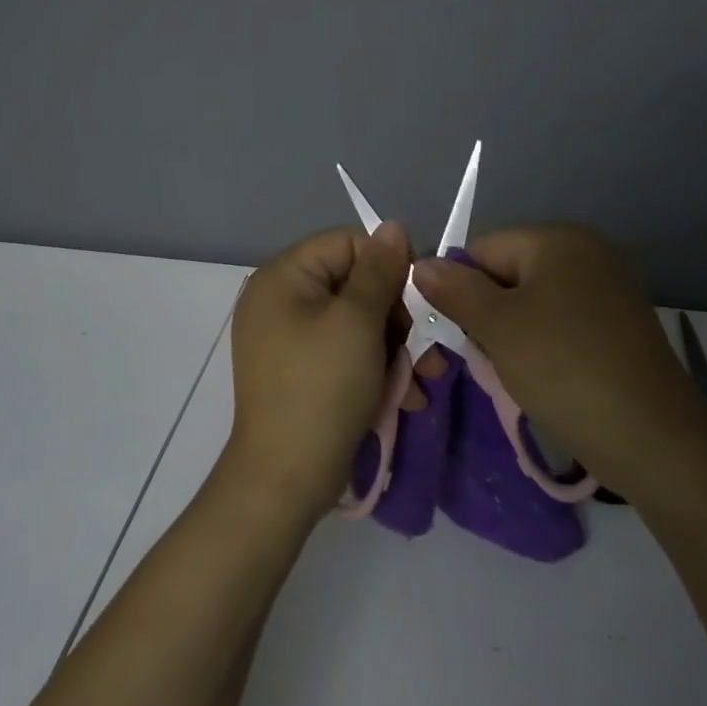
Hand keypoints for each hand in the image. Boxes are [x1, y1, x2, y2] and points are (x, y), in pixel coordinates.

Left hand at [225, 223, 411, 520]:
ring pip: (356, 322)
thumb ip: (380, 270)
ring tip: (423, 379)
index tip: (419, 301)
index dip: (388, 266)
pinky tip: (404, 395)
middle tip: (426, 350)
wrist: (285, 479)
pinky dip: (374, 368)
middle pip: (354, 283)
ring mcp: (288, 338)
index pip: (348, 243)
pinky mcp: (301, 371)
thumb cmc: (323, 388)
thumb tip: (394, 226)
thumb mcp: (358, 321)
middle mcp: (280, 299)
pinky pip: (344, 351)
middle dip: (397, 316)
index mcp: (283, 276)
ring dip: (395, 347)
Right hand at [413, 225, 700, 486]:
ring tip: (514, 371)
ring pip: (533, 301)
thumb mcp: (498, 327)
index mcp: (558, 239)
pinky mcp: (619, 324)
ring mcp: (608, 288)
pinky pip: (562, 321)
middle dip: (487, 313)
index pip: (483, 248)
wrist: (652, 437)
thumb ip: (454, 290)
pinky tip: (545, 376)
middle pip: (508, 273)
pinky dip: (544, 344)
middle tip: (486, 357)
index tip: (455, 333)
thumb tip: (420, 264)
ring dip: (512, 333)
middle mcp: (587, 251)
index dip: (459, 288)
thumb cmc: (564, 368)